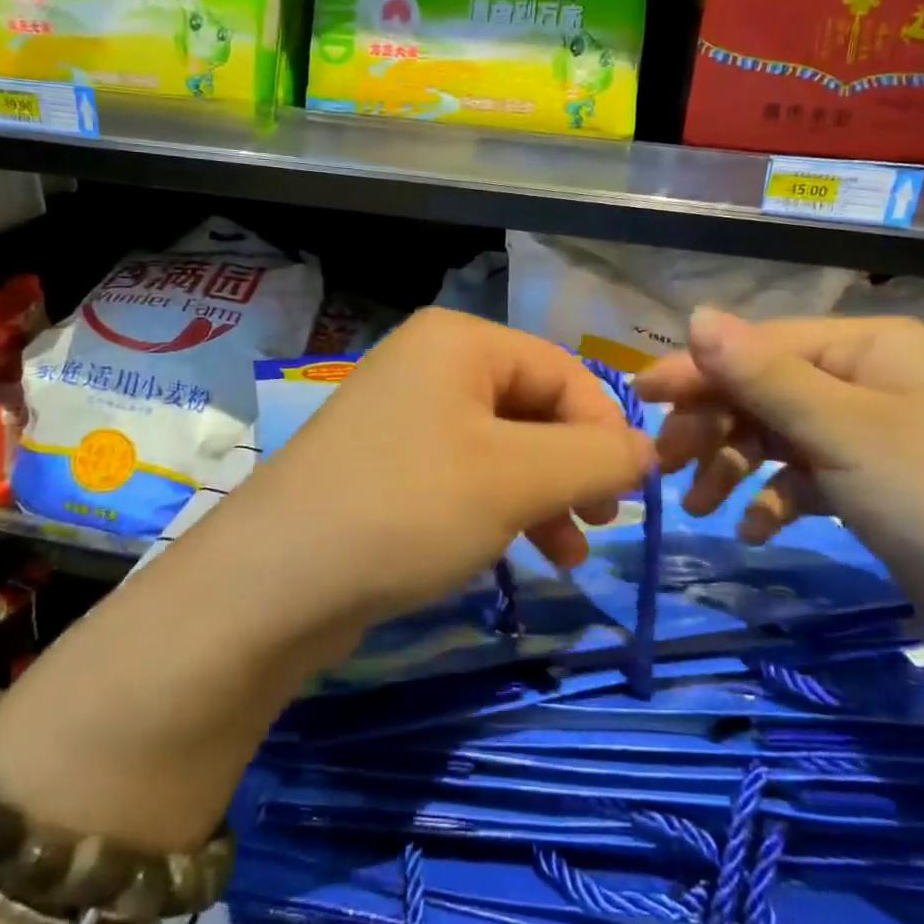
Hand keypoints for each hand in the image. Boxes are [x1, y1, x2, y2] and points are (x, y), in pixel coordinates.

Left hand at [225, 308, 656, 625]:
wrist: (274, 582)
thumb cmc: (408, 508)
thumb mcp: (517, 478)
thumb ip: (596, 457)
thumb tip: (649, 449)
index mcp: (460, 341)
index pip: (564, 371)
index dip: (606, 430)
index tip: (630, 496)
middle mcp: (430, 364)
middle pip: (533, 408)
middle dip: (573, 468)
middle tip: (600, 524)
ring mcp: (403, 415)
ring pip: (502, 447)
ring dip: (543, 496)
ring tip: (566, 554)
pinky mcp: (387, 465)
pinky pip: (464, 475)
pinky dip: (500, 509)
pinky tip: (517, 552)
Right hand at [634, 307, 923, 671]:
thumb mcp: (842, 432)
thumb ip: (762, 374)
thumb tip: (696, 315)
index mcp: (870, 347)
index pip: (761, 345)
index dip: (698, 370)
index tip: (640, 398)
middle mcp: (869, 378)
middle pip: (764, 389)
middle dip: (713, 425)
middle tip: (665, 465)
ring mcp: (872, 434)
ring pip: (777, 435)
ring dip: (734, 466)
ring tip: (699, 507)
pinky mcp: (873, 485)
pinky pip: (804, 477)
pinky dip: (774, 499)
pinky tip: (754, 530)